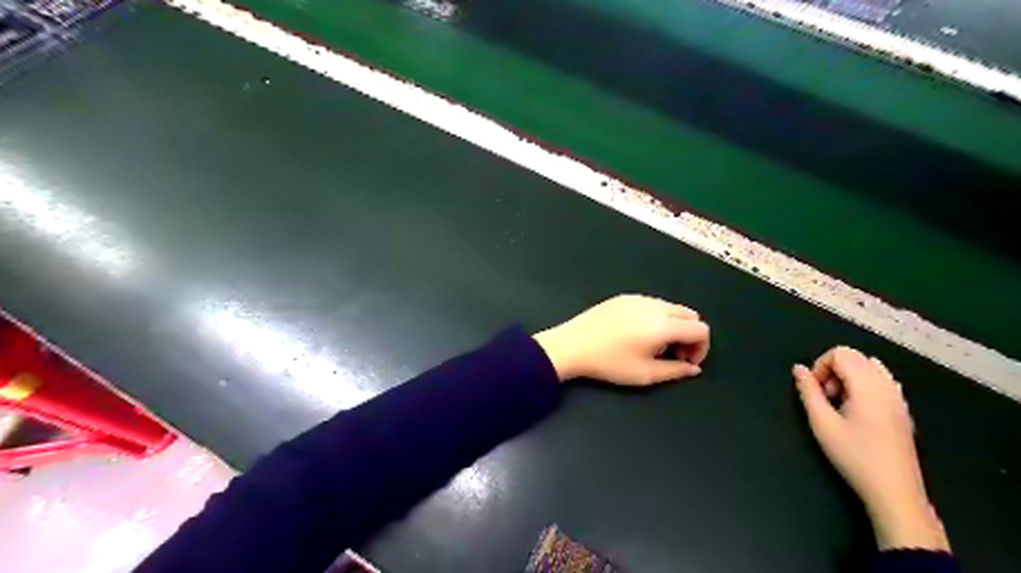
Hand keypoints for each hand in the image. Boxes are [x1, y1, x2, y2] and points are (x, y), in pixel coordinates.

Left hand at [535, 295, 711, 385]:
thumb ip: (676, 371)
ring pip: (671, 307)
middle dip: (689, 335)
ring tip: (654, 345)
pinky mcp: (623, 297)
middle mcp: (655, 306)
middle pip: (689, 315)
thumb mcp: (645, 374)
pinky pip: (652, 303)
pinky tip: (637, 333)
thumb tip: (693, 368)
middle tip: (673, 354)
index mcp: (664, 324)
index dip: (701, 348)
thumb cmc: (609, 363)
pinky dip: (656, 317)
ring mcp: (638, 298)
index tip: (685, 362)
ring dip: (673, 325)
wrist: (571, 345)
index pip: (701, 329)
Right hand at [793, 346, 952, 551]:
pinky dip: (864, 385)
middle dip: (833, 370)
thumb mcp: (822, 423)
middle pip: (856, 356)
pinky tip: (857, 409)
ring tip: (840, 403)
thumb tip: (798, 369)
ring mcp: (899, 398)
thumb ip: (808, 391)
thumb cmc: (854, 456)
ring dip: (849, 376)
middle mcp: (886, 386)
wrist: (894, 491)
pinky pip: (883, 381)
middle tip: (825, 397)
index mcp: (867, 386)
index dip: (821, 365)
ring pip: (870, 367)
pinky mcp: (903, 410)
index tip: (815, 390)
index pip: (841, 353)